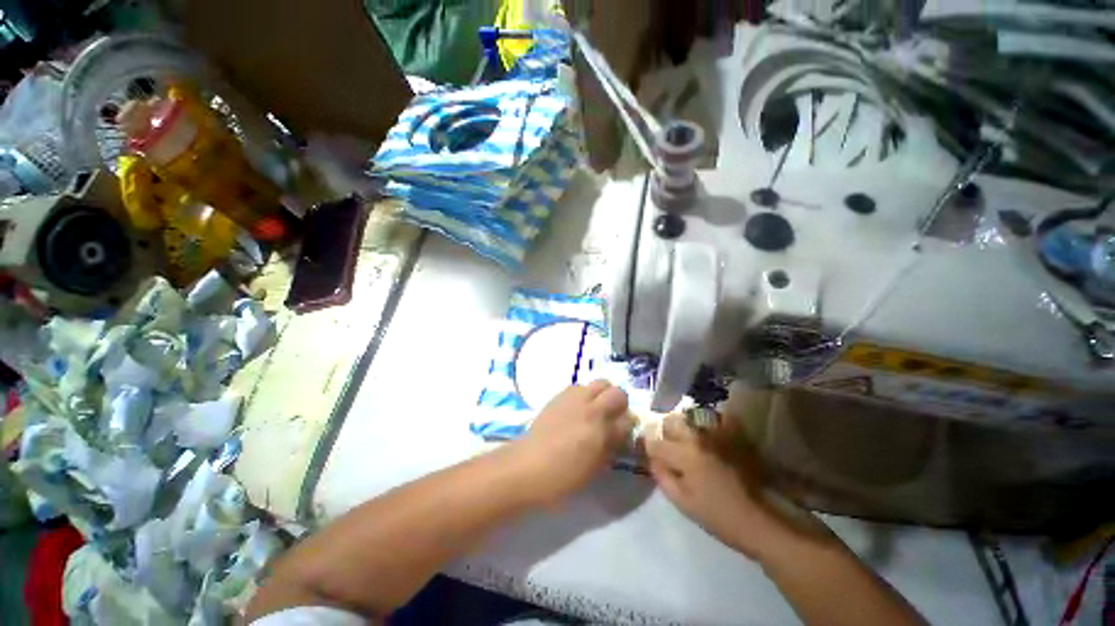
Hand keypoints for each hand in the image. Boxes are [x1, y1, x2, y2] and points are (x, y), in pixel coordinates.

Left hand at [511, 380, 632, 504]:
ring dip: (602, 394)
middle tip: (613, 415)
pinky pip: (580, 386)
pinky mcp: (560, 395)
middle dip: (620, 403)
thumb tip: (620, 431)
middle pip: (617, 392)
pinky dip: (585, 393)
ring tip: (595, 408)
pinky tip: (578, 408)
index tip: (624, 430)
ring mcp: (574, 399)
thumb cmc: (563, 476)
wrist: (527, 465)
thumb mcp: (595, 468)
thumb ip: (611, 445)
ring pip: (599, 383)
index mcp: (601, 430)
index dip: (629, 425)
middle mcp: (591, 408)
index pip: (628, 419)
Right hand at [644, 413, 772, 557]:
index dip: (649, 447)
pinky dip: (708, 421)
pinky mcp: (734, 434)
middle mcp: (699, 436)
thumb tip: (652, 458)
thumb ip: (662, 476)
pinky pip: (716, 417)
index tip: (651, 453)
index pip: (656, 442)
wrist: (757, 519)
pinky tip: (708, 434)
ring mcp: (718, 432)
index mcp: (685, 454)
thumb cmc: (716, 515)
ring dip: (684, 425)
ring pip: (690, 416)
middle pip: (671, 421)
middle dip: (665, 432)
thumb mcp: (682, 502)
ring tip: (687, 440)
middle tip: (669, 447)